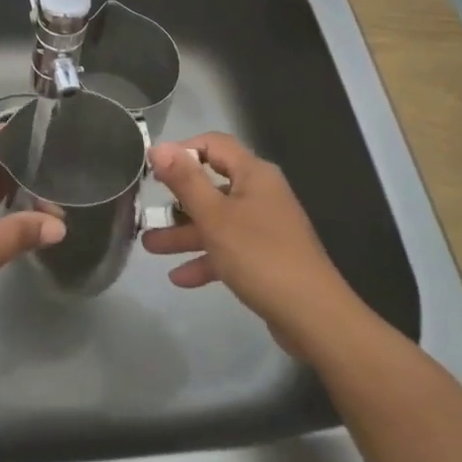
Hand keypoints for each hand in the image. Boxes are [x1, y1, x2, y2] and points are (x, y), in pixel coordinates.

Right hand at [142, 133, 353, 333]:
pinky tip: (179, 278)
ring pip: (217, 221)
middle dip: (177, 200)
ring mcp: (265, 227)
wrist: (314, 317)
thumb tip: (158, 147)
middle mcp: (261, 194)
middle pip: (212, 185)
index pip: (214, 144)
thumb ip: (185, 180)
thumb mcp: (214, 216)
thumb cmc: (259, 256)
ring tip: (149, 246)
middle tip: (147, 208)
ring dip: (184, 233)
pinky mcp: (266, 258)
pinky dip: (205, 259)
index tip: (153, 168)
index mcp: (254, 174)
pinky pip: (229, 249)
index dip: (182, 150)